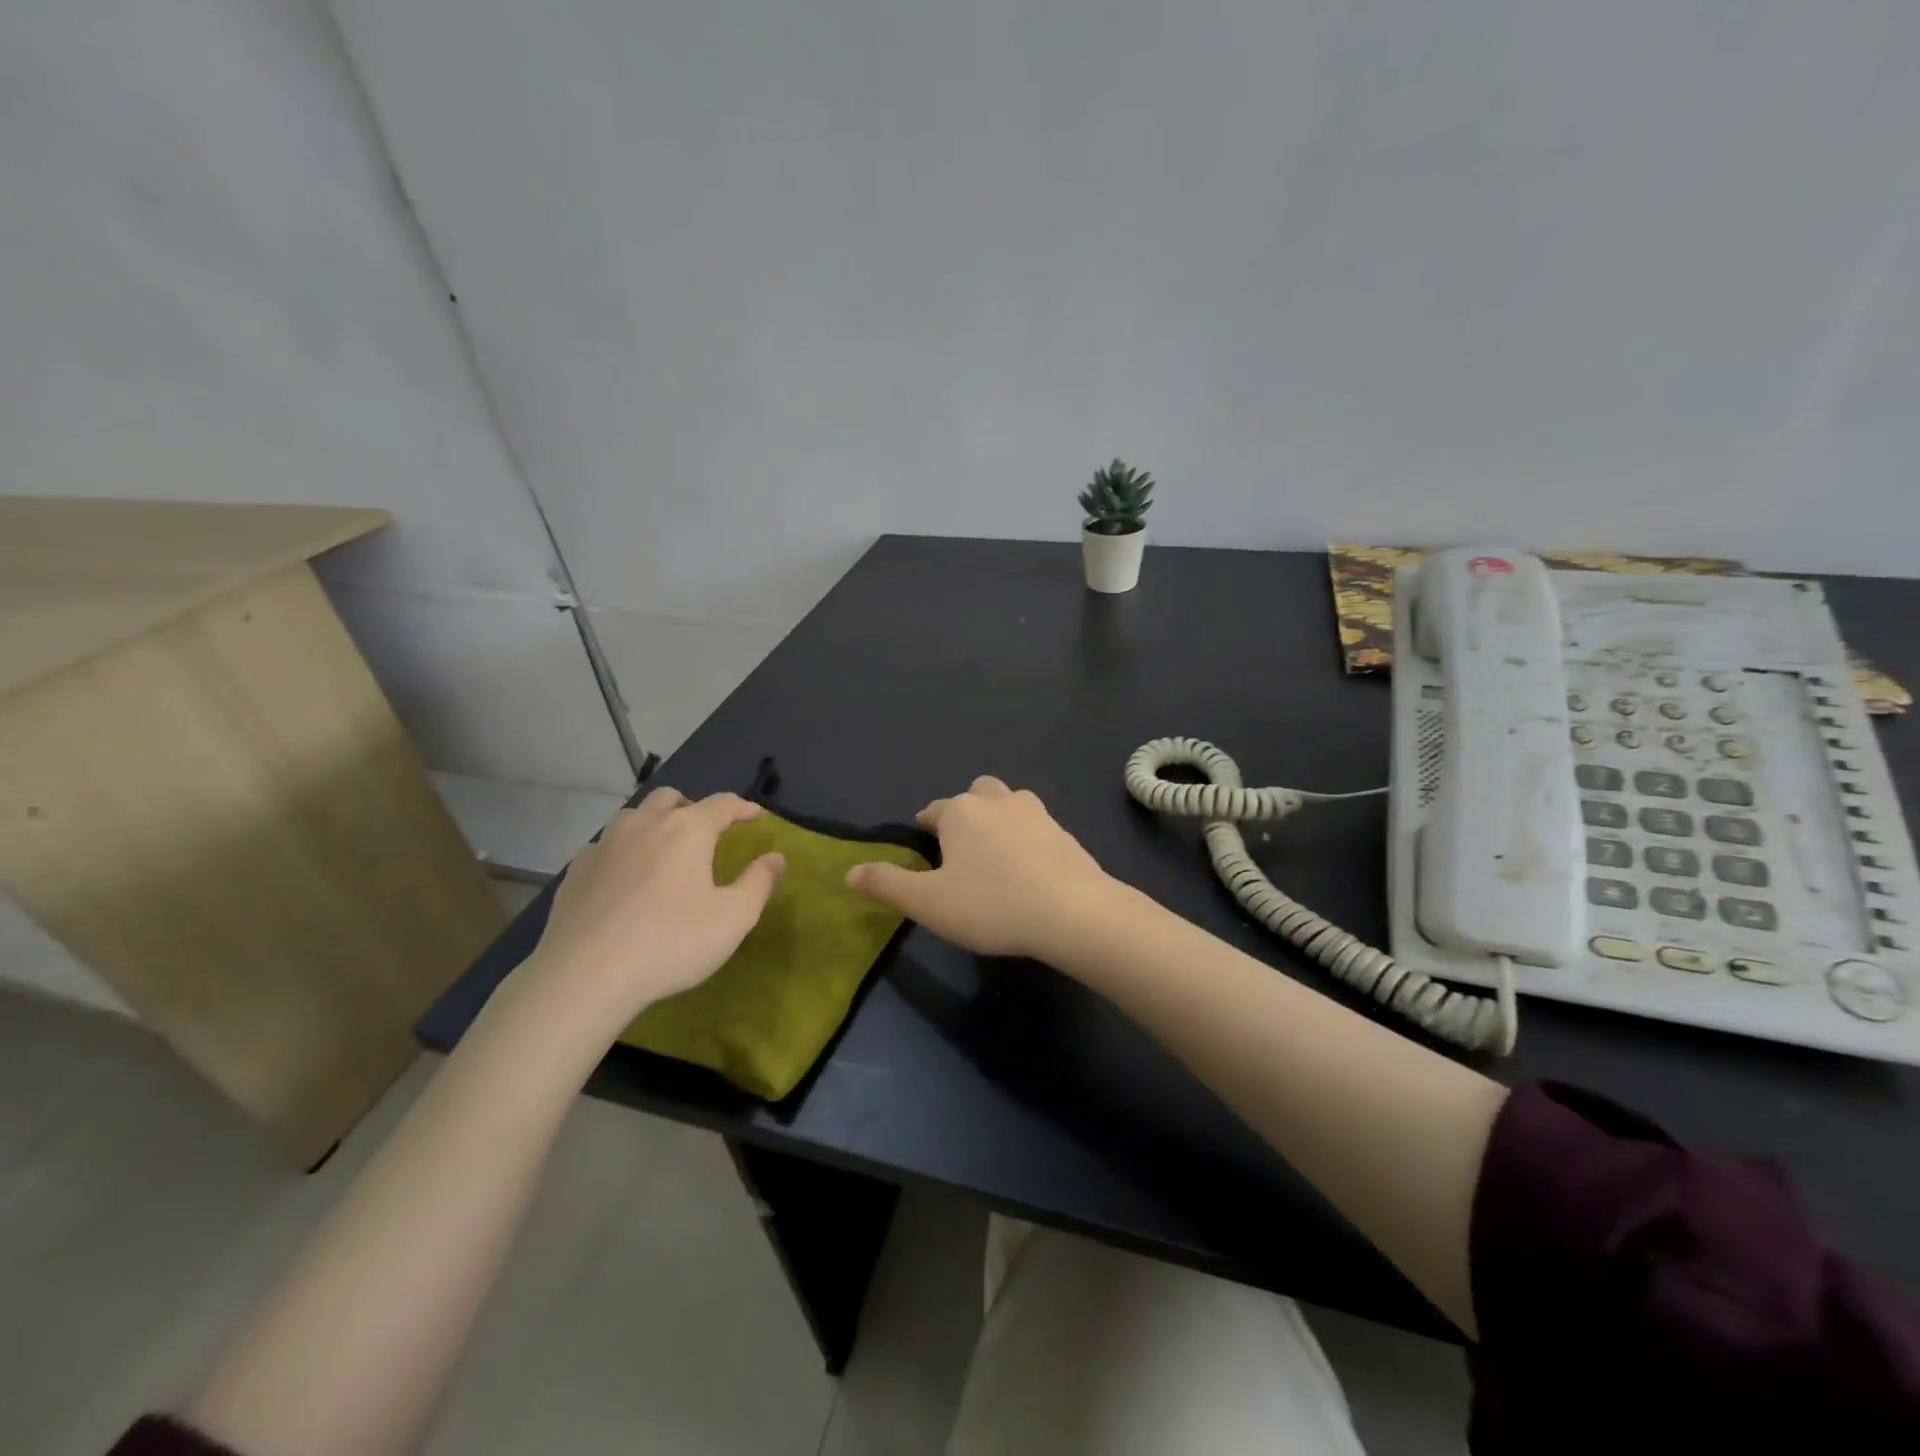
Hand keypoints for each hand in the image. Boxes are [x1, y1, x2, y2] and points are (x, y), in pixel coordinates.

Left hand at [522, 788, 783, 1028]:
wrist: (584, 976)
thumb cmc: (671, 943)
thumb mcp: (732, 918)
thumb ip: (758, 882)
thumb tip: (776, 857)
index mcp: (688, 830)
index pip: (722, 804)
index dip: (743, 807)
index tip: (755, 816)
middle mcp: (645, 824)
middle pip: (671, 797)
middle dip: (693, 807)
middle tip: (706, 832)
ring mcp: (605, 844)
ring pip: (634, 816)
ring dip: (654, 823)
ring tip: (664, 850)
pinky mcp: (576, 870)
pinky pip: (606, 845)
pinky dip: (623, 850)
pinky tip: (625, 878)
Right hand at [845, 776, 1117, 960]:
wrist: (1072, 912)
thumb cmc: (991, 905)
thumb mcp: (928, 903)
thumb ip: (887, 885)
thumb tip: (849, 872)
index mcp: (960, 812)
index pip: (933, 811)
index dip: (925, 828)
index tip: (925, 851)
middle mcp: (997, 801)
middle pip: (975, 793)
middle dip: (965, 812)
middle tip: (962, 848)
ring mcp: (1036, 813)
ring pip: (1010, 803)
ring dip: (999, 818)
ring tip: (996, 855)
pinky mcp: (1064, 832)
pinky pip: (1037, 826)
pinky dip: (1028, 838)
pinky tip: (1029, 868)